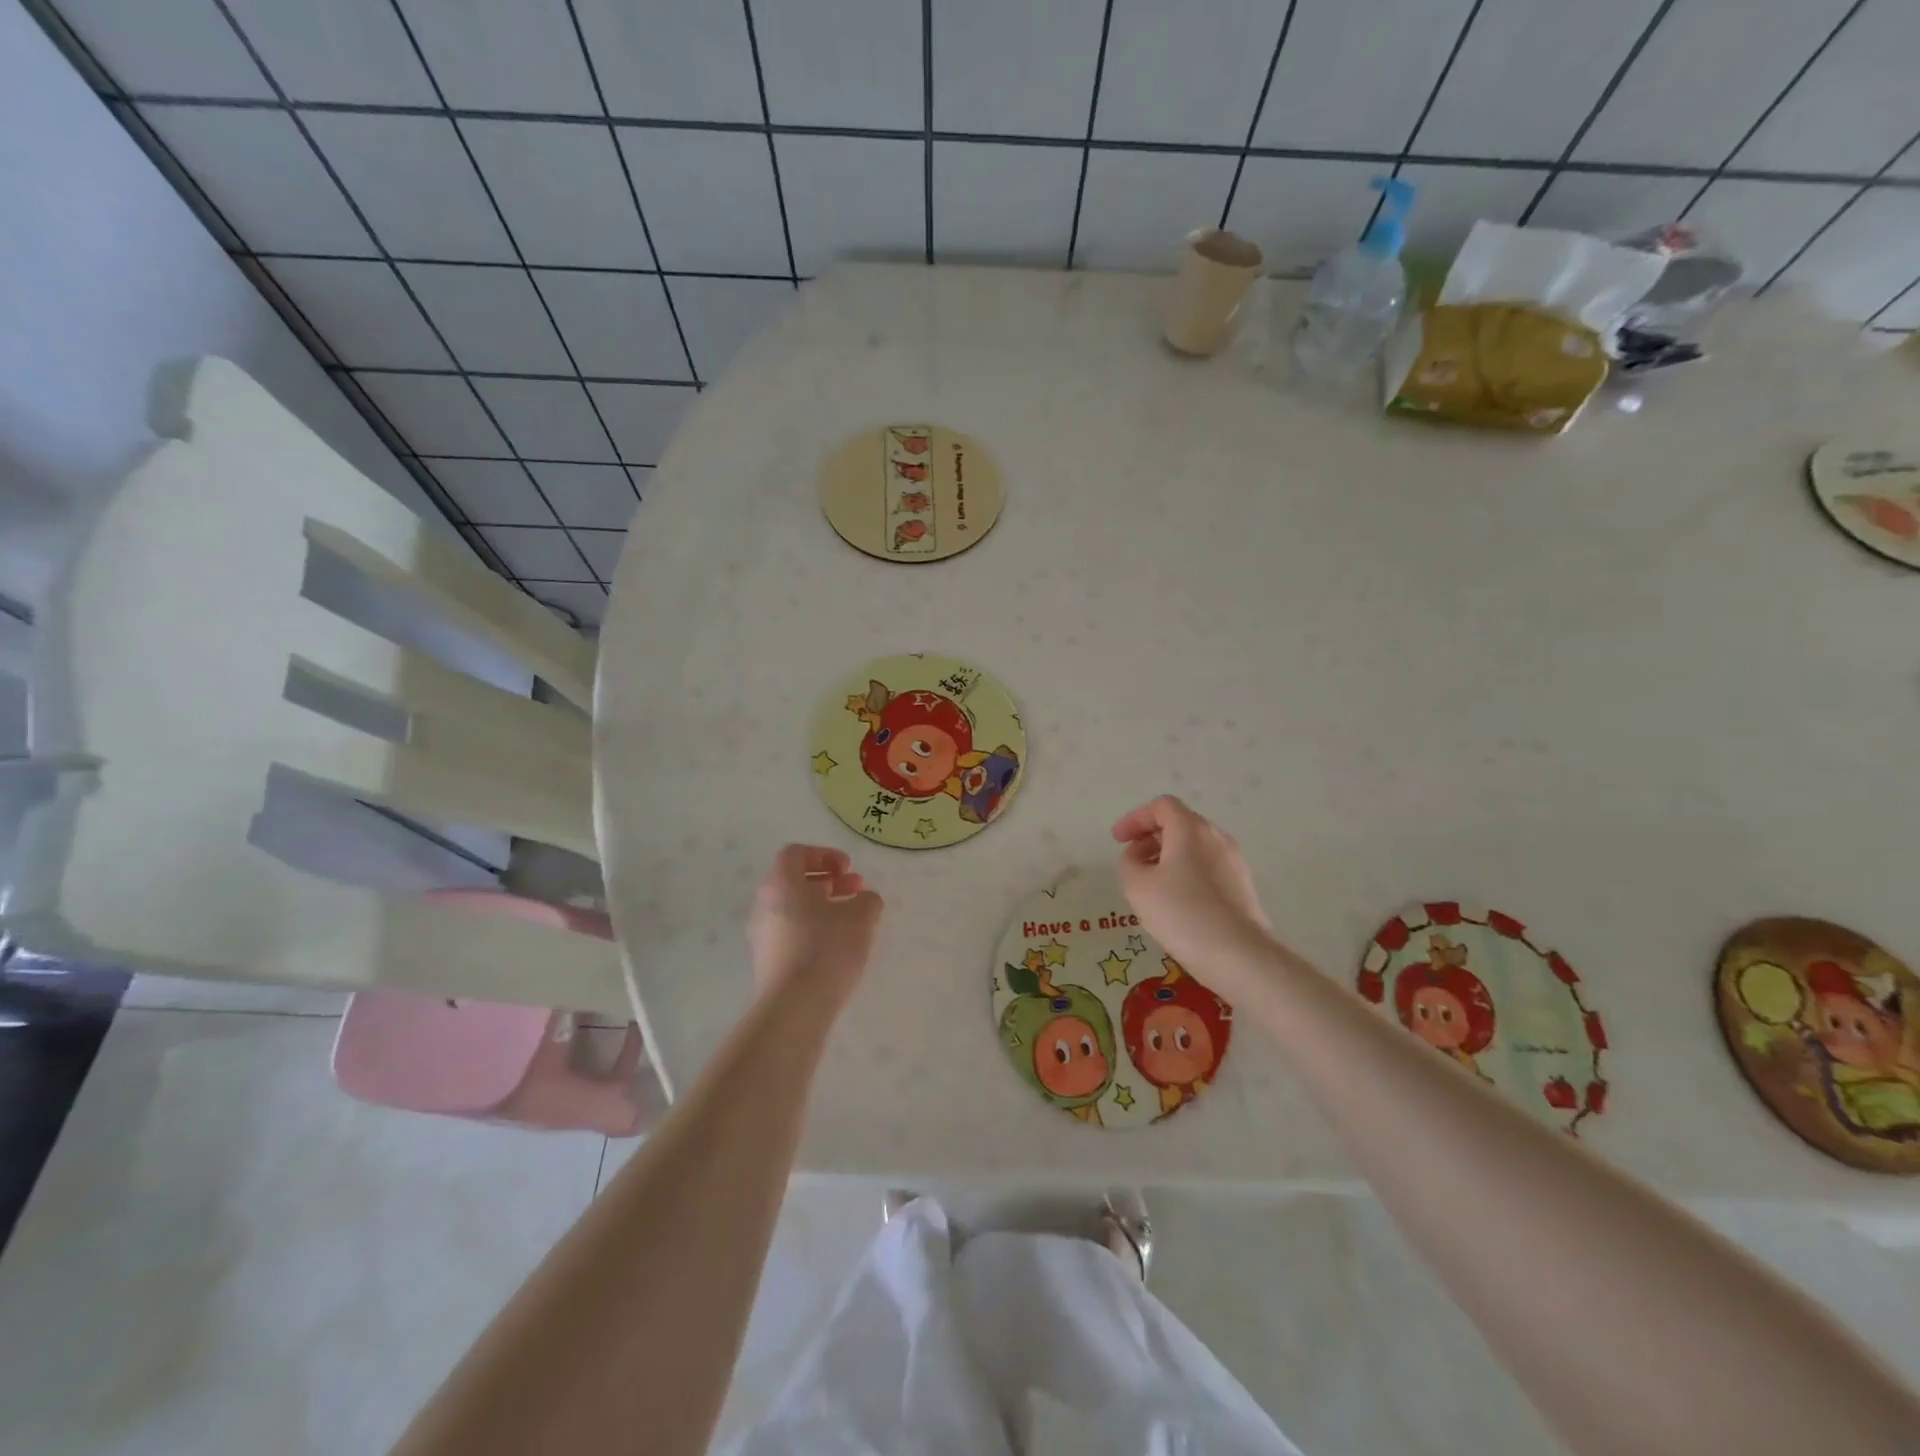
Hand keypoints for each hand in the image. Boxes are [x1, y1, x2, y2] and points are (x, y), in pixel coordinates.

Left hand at [747, 845, 882, 1003]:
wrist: (795, 1006)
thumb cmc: (827, 948)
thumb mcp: (861, 916)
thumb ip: (867, 899)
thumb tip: (864, 899)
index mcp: (781, 883)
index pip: (796, 854)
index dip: (824, 855)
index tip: (848, 868)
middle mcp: (764, 904)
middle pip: (794, 880)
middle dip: (827, 880)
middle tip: (855, 890)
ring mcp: (761, 934)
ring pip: (792, 907)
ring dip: (821, 905)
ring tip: (850, 919)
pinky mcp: (766, 960)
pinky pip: (789, 932)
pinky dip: (812, 928)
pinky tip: (836, 945)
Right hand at [1111, 796, 1270, 983]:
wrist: (1239, 955)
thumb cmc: (1182, 913)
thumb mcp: (1137, 886)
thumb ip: (1129, 862)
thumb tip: (1138, 857)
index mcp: (1190, 829)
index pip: (1161, 807)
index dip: (1135, 819)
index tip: (1118, 840)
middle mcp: (1216, 837)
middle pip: (1180, 823)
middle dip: (1151, 837)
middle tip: (1132, 861)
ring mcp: (1233, 861)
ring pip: (1195, 846)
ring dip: (1168, 856)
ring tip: (1151, 884)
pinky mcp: (1242, 886)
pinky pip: (1208, 866)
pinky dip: (1186, 872)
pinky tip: (1176, 901)